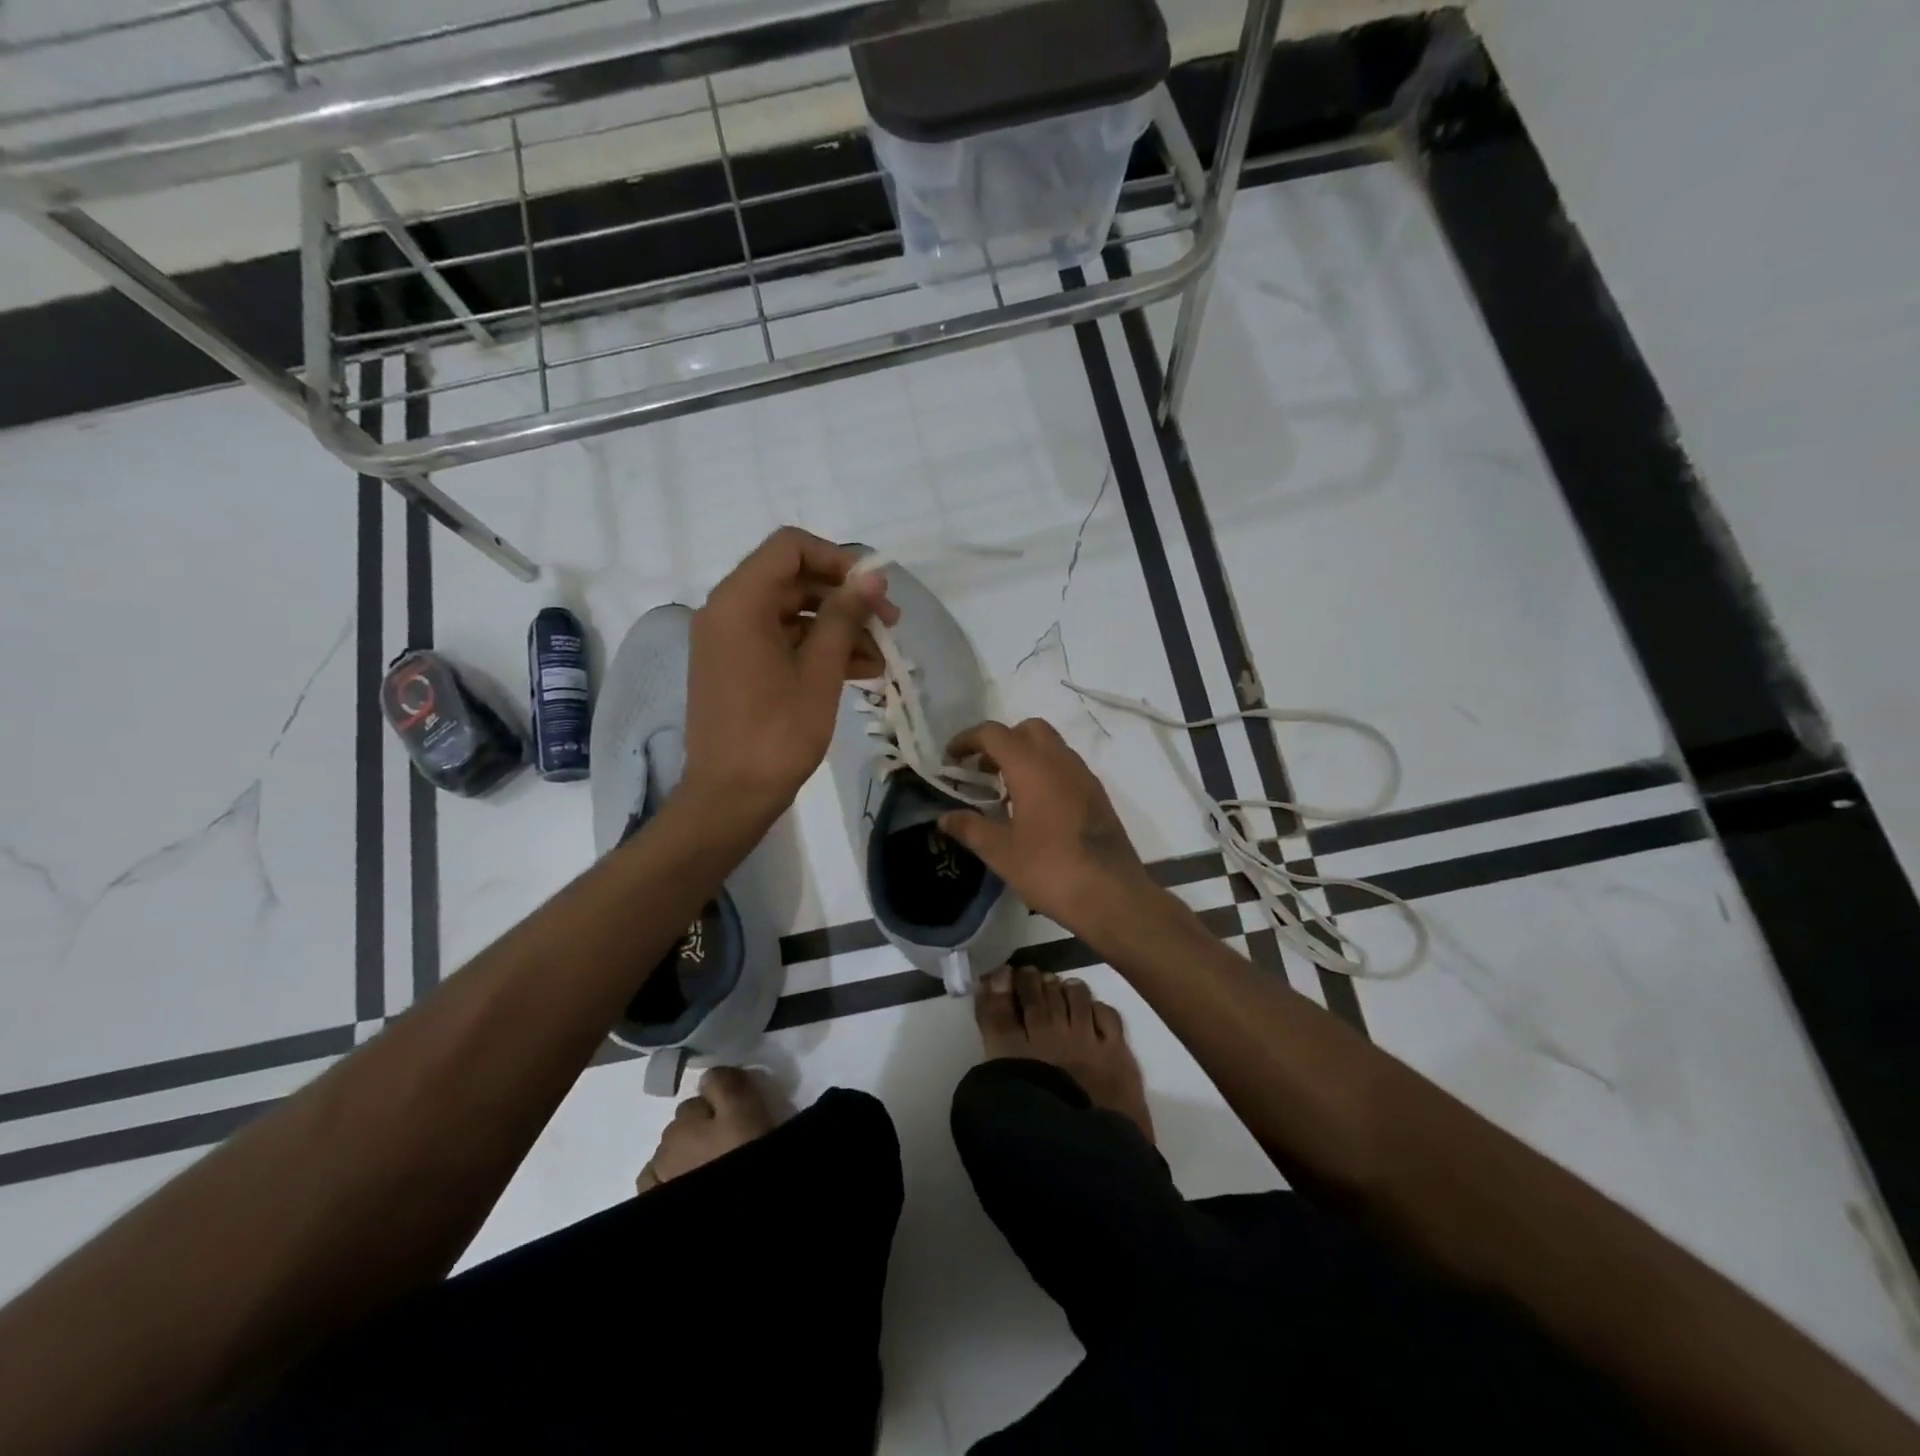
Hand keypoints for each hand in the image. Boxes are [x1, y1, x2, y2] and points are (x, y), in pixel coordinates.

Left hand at [684, 528, 896, 825]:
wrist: (730, 797)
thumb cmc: (776, 733)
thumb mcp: (819, 672)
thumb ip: (845, 616)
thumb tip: (872, 576)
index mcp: (739, 602)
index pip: (789, 547)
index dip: (837, 559)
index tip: (874, 588)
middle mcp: (727, 611)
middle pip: (793, 580)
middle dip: (846, 599)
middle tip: (890, 624)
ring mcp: (730, 641)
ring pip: (793, 614)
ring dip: (839, 629)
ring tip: (884, 657)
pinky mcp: (738, 667)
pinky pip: (782, 642)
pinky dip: (818, 650)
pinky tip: (861, 672)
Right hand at [937, 718, 1155, 932]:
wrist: (1112, 895)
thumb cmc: (1050, 869)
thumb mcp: (1001, 852)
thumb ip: (970, 828)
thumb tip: (944, 817)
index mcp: (1032, 767)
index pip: (994, 734)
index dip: (968, 739)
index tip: (951, 758)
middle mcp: (1060, 761)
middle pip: (1028, 729)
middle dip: (1001, 741)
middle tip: (982, 771)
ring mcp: (1084, 776)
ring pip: (1051, 746)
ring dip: (1025, 755)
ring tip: (1005, 791)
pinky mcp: (1098, 795)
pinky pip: (1066, 767)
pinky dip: (1045, 771)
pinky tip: (1035, 807)